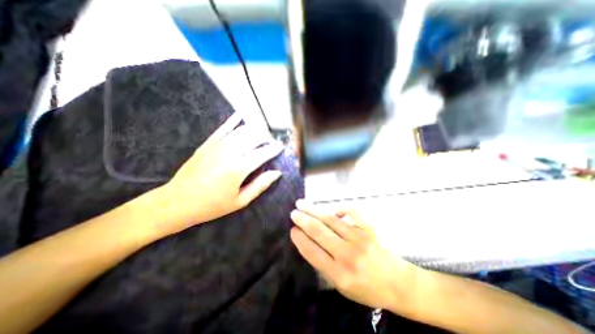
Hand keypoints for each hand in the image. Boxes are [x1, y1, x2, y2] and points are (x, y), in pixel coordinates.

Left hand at [162, 114, 283, 230]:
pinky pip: (222, 128)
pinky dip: (232, 121)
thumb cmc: (212, 205)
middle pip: (253, 138)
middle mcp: (229, 153)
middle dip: (266, 137)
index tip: (281, 147)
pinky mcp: (207, 144)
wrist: (177, 202)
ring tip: (262, 133)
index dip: (274, 149)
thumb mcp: (240, 201)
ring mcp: (217, 146)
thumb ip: (260, 185)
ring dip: (254, 129)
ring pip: (241, 131)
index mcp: (238, 169)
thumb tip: (276, 173)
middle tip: (272, 141)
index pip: (262, 154)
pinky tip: (239, 116)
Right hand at [289, 200, 416, 308]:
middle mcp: (348, 255)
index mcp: (340, 275)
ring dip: (314, 210)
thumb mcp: (342, 287)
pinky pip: (353, 212)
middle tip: (293, 213)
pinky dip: (341, 208)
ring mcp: (360, 239)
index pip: (313, 252)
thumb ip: (324, 265)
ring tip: (302, 204)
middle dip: (303, 220)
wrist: (398, 284)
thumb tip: (309, 241)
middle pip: (319, 232)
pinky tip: (333, 209)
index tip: (292, 230)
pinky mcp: (369, 229)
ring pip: (331, 220)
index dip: (300, 239)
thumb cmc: (367, 289)